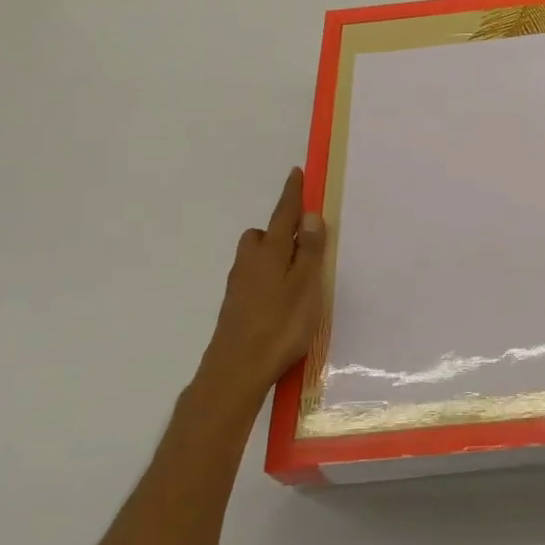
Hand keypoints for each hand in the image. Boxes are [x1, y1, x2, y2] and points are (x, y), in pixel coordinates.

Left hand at [197, 167, 326, 407]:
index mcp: (270, 253)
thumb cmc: (280, 325)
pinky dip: (267, 277)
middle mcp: (250, 263)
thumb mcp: (305, 285)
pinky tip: (281, 299)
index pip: (284, 215)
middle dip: (279, 230)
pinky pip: (253, 278)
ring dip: (272, 255)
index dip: (292, 194)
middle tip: (303, 241)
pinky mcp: (235, 307)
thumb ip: (309, 250)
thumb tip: (309, 214)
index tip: (296, 173)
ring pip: (255, 257)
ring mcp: (239, 286)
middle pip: (262, 235)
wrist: (235, 371)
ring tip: (297, 274)